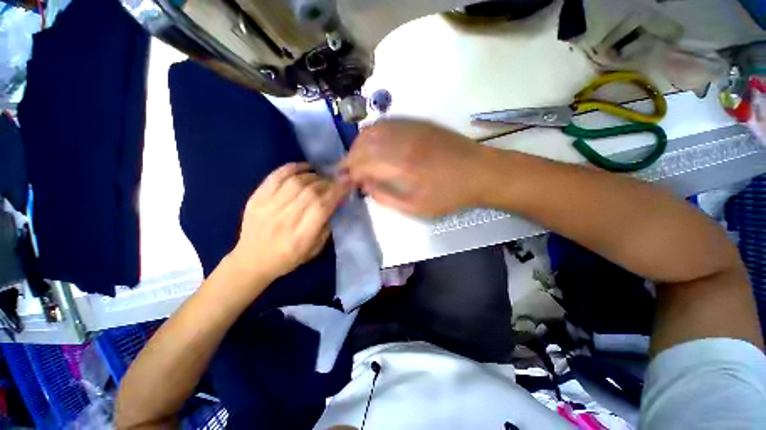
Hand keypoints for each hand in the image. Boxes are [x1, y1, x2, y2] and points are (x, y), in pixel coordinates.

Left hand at [229, 163, 349, 283]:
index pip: (322, 206)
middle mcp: (285, 219)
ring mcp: (267, 207)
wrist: (252, 261)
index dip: (337, 191)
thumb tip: (336, 202)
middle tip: (336, 180)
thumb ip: (326, 225)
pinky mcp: (256, 199)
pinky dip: (293, 168)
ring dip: (314, 176)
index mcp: (301, 236)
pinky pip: (276, 176)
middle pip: (310, 191)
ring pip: (295, 181)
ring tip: (322, 177)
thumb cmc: (288, 259)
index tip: (348, 182)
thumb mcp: (315, 249)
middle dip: (328, 182)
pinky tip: (305, 168)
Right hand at [343, 120, 491, 216]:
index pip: (362, 163)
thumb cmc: (449, 195)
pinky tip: (374, 146)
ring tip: (358, 160)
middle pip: (363, 144)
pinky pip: (386, 124)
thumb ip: (386, 197)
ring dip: (359, 145)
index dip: (349, 172)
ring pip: (373, 130)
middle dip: (350, 158)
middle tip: (347, 172)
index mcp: (401, 164)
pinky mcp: (417, 123)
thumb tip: (365, 186)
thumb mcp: (417, 208)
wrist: (481, 172)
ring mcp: (410, 128)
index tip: (343, 181)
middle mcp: (402, 140)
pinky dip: (373, 135)